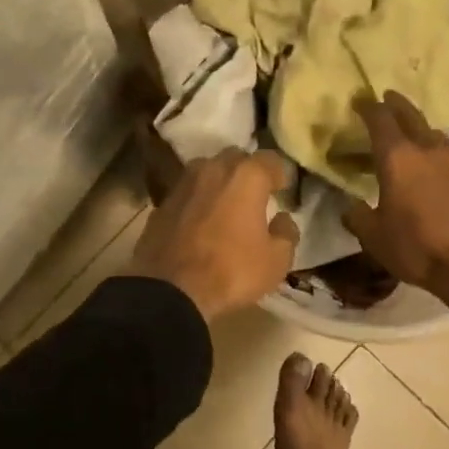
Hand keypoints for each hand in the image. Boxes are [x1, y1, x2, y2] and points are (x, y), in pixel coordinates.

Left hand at [129, 150, 300, 322]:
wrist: (171, 289)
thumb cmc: (231, 270)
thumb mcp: (276, 261)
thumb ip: (286, 233)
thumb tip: (282, 219)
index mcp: (246, 176)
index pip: (270, 159)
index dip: (279, 173)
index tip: (282, 189)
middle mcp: (213, 169)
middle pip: (235, 158)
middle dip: (247, 172)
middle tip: (254, 195)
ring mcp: (183, 183)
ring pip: (207, 171)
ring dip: (219, 182)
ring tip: (225, 205)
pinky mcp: (161, 202)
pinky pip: (187, 192)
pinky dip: (197, 200)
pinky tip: (199, 221)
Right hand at [343, 92, 448, 340]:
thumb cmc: (417, 247)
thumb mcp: (374, 237)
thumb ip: (358, 216)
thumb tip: (351, 206)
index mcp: (397, 158)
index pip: (380, 118)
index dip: (367, 106)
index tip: (359, 100)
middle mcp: (427, 150)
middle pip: (411, 115)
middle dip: (396, 104)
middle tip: (387, 98)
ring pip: (434, 134)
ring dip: (420, 129)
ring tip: (411, 135)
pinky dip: (437, 156)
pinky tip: (434, 170)